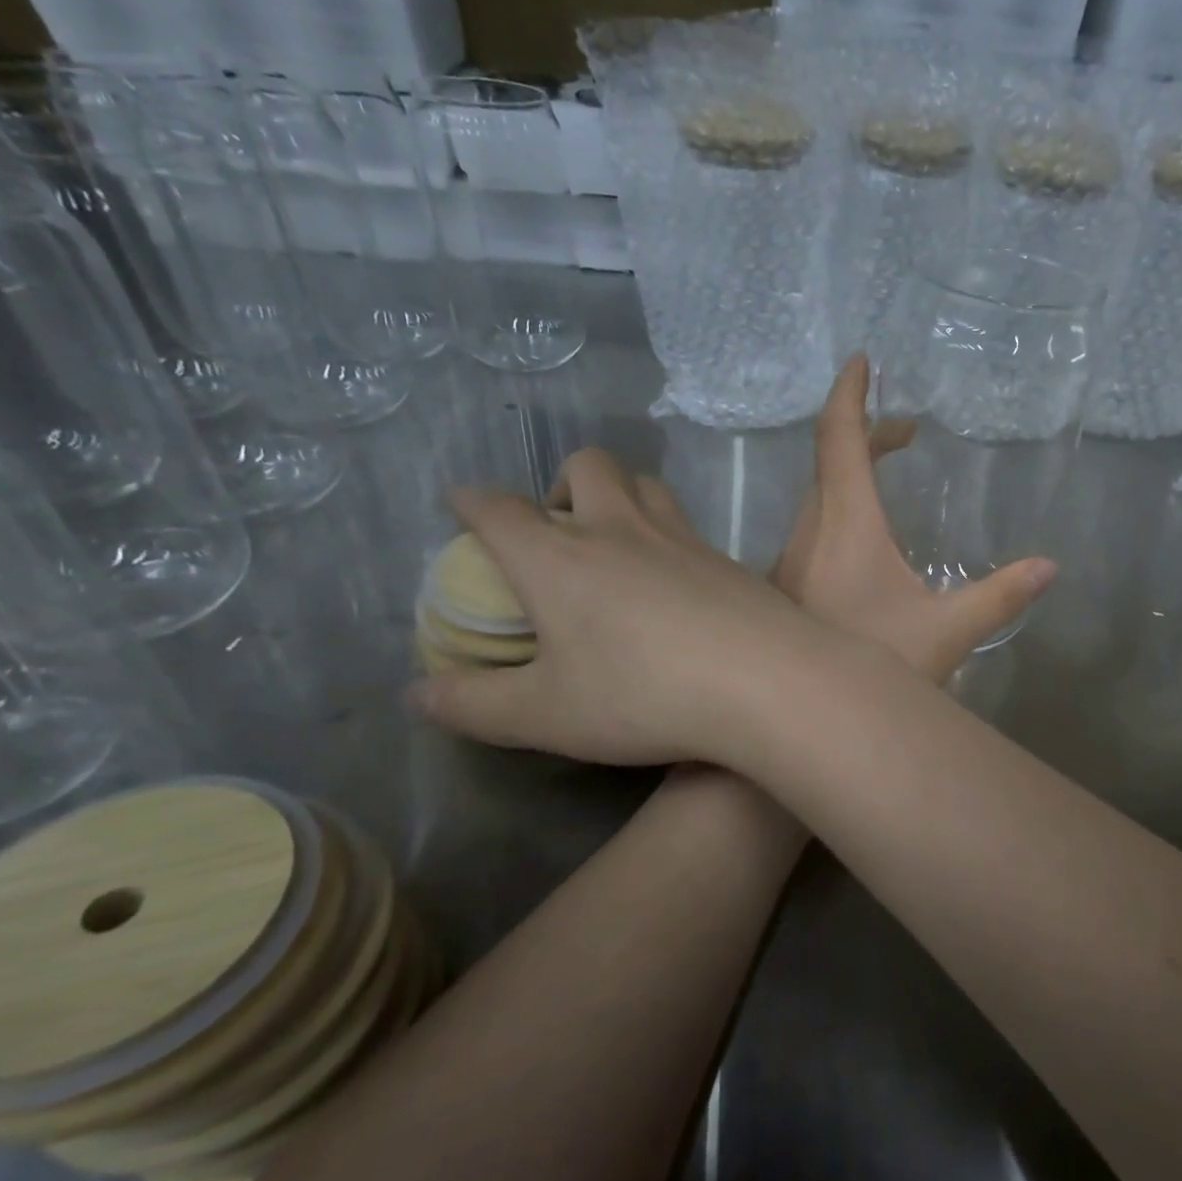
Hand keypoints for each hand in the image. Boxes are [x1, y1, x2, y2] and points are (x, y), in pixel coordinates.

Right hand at [408, 449, 824, 765]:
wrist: (764, 681)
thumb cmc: (642, 696)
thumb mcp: (543, 716)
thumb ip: (474, 704)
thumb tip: (417, 693)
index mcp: (558, 558)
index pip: (499, 509)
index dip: (472, 501)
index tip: (464, 504)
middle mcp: (619, 530)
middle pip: (589, 464)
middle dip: (564, 480)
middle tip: (560, 525)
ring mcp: (682, 538)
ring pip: (647, 484)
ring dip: (622, 495)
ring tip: (616, 541)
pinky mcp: (728, 559)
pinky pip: (689, 526)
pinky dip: (669, 536)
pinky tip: (675, 581)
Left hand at [772, 356, 1056, 682]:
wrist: (804, 724)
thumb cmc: (878, 670)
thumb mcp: (948, 633)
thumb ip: (999, 597)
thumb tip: (1049, 567)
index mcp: (845, 527)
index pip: (839, 440)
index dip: (849, 394)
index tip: (862, 360)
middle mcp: (808, 534)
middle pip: (829, 464)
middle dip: (866, 437)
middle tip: (908, 434)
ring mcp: (788, 564)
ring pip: (817, 500)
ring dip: (851, 476)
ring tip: (891, 477)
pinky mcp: (784, 591)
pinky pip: (811, 530)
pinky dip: (839, 512)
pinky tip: (864, 548)